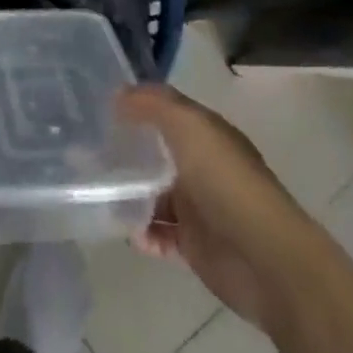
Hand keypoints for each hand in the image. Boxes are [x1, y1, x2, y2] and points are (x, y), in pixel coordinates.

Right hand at [117, 84, 324, 332]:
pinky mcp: (195, 245)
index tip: (101, 108)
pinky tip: (129, 232)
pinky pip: (160, 234)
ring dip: (131, 195)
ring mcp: (200, 207)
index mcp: (207, 133)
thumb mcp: (189, 127)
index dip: (138, 106)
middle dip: (128, 152)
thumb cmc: (225, 182)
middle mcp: (203, 165)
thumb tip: (119, 94)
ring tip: (100, 193)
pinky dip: (144, 233)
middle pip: (159, 153)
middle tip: (88, 152)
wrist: (264, 258)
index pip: (168, 111)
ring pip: (156, 194)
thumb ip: (153, 105)